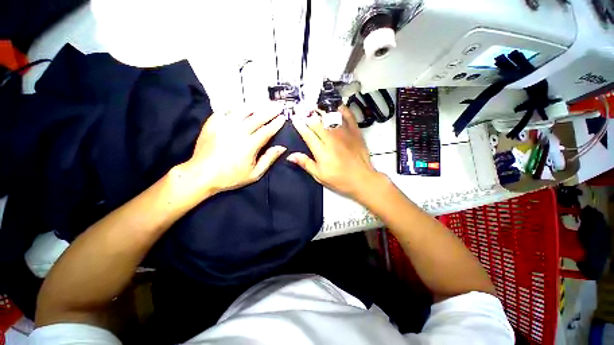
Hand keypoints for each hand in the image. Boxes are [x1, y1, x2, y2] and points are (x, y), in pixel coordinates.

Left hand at [181, 104, 286, 195]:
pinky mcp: (212, 123)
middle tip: (278, 106)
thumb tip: (282, 147)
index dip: (276, 123)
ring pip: (243, 110)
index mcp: (250, 144)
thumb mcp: (254, 173)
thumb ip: (269, 159)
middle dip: (270, 111)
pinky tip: (241, 107)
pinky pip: (226, 110)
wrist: (201, 175)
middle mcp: (238, 131)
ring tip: (263, 103)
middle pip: (258, 117)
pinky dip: (236, 107)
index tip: (283, 117)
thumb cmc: (231, 177)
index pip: (267, 130)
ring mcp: (224, 125)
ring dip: (255, 106)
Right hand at [288, 106, 383, 199]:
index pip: (307, 134)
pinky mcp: (355, 132)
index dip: (299, 125)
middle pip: (317, 123)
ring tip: (314, 106)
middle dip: (307, 115)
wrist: (362, 179)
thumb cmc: (339, 180)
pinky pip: (348, 116)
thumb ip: (305, 163)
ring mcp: (344, 134)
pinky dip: (341, 109)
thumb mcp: (319, 175)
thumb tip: (290, 156)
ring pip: (330, 117)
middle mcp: (332, 139)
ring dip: (321, 110)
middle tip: (301, 110)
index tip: (294, 118)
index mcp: (322, 151)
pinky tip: (336, 106)